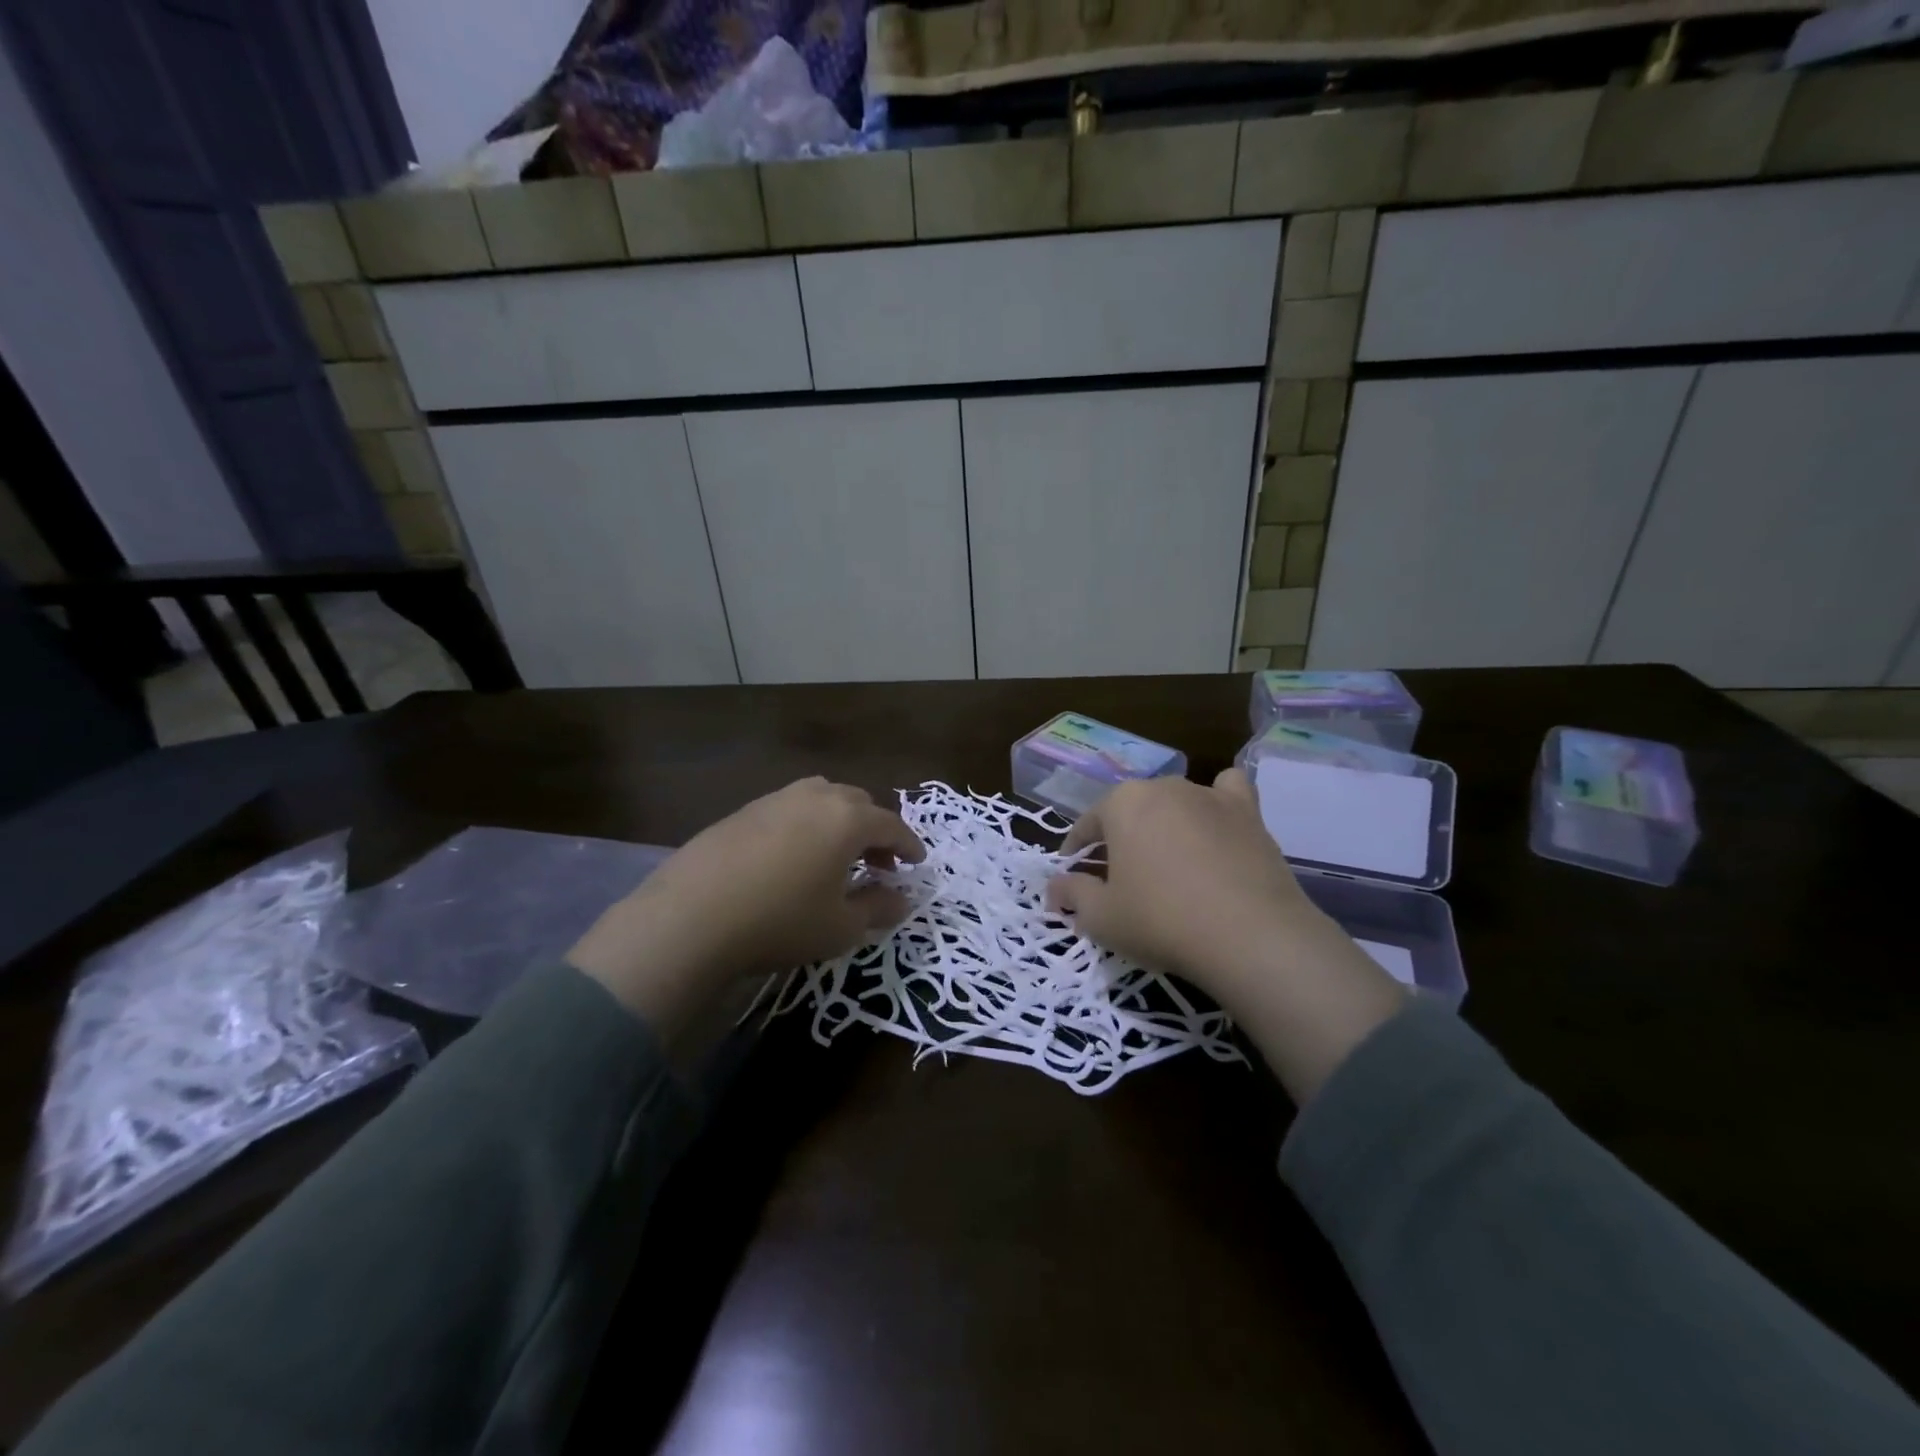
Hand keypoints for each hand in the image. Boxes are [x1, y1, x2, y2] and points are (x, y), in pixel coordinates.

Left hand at [570, 778, 923, 1039]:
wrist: (690, 917)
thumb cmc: (780, 921)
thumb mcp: (840, 926)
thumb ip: (879, 908)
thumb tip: (902, 899)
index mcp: (847, 819)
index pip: (891, 825)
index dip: (909, 845)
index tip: (917, 863)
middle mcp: (815, 797)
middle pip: (858, 804)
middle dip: (876, 831)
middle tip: (880, 863)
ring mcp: (775, 799)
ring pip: (822, 799)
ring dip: (840, 822)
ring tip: (838, 855)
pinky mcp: (742, 811)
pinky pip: (790, 809)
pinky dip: (807, 825)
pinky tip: (794, 857)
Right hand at [1046, 769, 1405, 1101]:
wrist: (1250, 936)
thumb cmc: (1161, 921)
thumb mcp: (1101, 918)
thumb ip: (1072, 894)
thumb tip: (1055, 888)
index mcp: (1122, 802)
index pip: (1088, 825)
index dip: (1077, 853)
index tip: (1075, 878)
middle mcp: (1164, 786)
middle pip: (1131, 811)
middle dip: (1120, 839)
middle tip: (1120, 879)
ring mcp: (1210, 795)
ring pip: (1175, 803)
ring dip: (1164, 825)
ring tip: (1167, 863)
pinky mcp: (1249, 813)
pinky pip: (1227, 792)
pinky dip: (1217, 803)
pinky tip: (1216, 826)